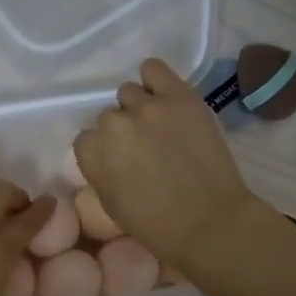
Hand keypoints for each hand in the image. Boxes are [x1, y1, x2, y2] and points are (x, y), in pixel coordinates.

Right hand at [72, 59, 258, 274]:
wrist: (209, 222)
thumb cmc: (157, 227)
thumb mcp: (111, 206)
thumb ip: (100, 172)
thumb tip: (106, 156)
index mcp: (92, 154)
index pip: (86, 139)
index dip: (104, 151)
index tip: (120, 163)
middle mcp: (113, 124)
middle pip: (109, 117)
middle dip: (123, 132)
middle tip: (144, 149)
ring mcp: (147, 107)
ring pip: (129, 93)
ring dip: (138, 108)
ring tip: (159, 125)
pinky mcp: (178, 95)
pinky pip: (153, 68)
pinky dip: (155, 80)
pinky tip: (164, 94)